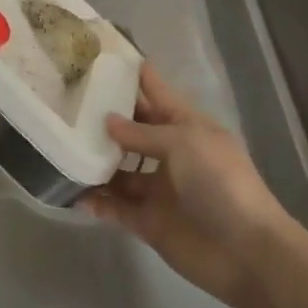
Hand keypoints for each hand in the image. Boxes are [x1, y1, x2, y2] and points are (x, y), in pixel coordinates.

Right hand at [81, 66, 297, 306]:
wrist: (247, 252)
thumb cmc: (220, 182)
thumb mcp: (183, 143)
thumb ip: (142, 133)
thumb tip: (107, 121)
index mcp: (185, 126)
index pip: (155, 91)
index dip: (133, 73)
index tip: (100, 55)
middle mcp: (169, 153)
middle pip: (131, 130)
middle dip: (104, 118)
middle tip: (64, 103)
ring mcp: (158, 189)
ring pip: (118, 170)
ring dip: (95, 162)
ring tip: (60, 149)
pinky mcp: (148, 222)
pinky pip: (116, 207)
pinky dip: (97, 202)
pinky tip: (72, 193)